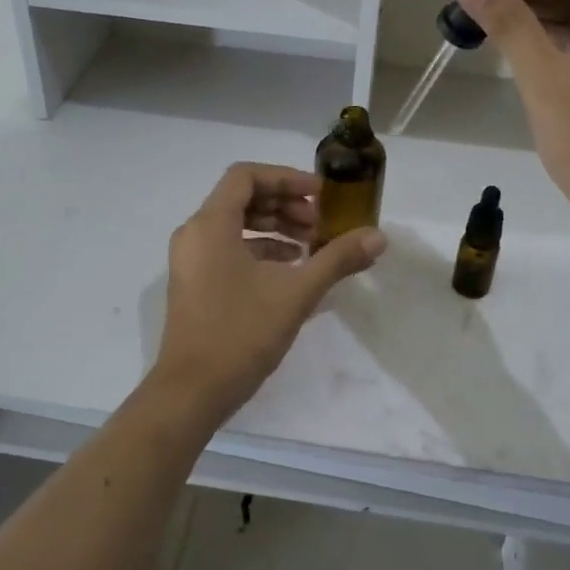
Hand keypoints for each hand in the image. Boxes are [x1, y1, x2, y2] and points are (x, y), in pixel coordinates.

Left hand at [150, 163, 384, 425]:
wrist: (192, 393)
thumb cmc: (241, 333)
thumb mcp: (296, 293)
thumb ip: (337, 259)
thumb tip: (378, 237)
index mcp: (210, 224)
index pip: (246, 176)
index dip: (286, 178)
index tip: (320, 195)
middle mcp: (194, 234)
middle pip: (241, 198)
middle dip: (284, 205)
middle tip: (320, 223)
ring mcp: (190, 260)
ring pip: (235, 225)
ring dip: (274, 228)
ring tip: (311, 245)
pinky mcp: (194, 283)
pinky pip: (227, 249)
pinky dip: (259, 249)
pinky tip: (290, 269)